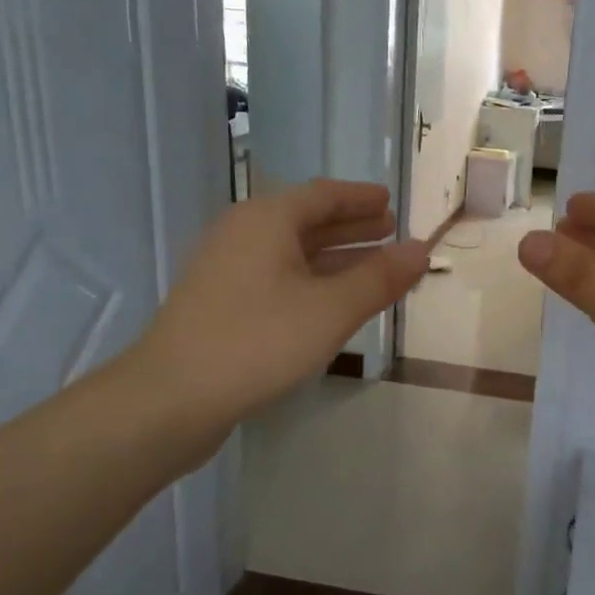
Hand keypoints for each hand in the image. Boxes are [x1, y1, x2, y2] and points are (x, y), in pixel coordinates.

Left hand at [131, 180, 427, 428]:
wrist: (172, 398)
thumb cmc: (258, 341)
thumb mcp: (331, 309)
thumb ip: (379, 278)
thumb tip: (422, 249)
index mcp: (266, 220)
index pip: (323, 195)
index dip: (360, 198)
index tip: (391, 202)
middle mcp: (243, 234)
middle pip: (306, 220)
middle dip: (351, 225)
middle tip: (389, 230)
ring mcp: (227, 270)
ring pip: (292, 252)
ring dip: (334, 255)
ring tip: (373, 264)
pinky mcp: (221, 304)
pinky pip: (278, 277)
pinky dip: (312, 280)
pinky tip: (332, 301)